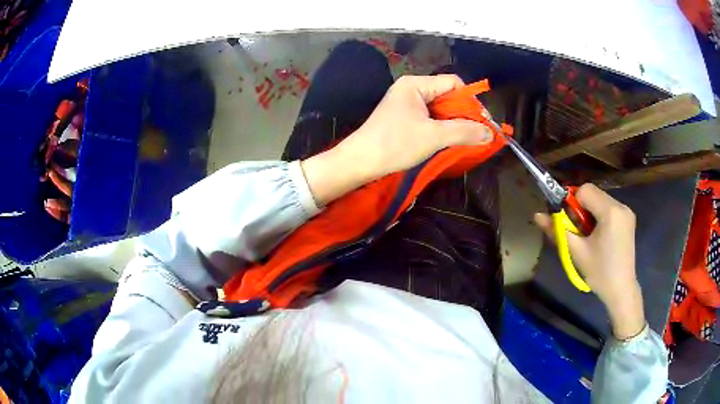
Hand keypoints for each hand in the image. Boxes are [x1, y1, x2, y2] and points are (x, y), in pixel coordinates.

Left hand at [301, 75, 492, 205]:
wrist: (360, 162)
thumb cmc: (395, 144)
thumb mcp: (433, 136)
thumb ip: (464, 132)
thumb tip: (491, 133)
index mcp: (416, 84)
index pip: (453, 83)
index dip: (470, 101)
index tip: (483, 122)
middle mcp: (411, 90)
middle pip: (447, 96)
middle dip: (463, 115)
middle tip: (478, 134)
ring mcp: (406, 105)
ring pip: (440, 110)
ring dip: (454, 124)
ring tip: (466, 141)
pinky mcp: (403, 120)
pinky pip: (430, 120)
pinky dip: (442, 130)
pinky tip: (450, 143)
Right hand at [534, 183, 645, 339]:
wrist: (621, 289)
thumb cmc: (599, 272)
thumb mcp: (576, 252)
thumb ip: (557, 230)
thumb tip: (537, 215)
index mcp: (610, 212)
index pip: (585, 190)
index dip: (573, 203)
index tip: (571, 223)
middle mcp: (621, 205)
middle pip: (593, 193)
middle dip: (581, 208)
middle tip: (579, 232)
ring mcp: (627, 211)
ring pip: (600, 199)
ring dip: (590, 212)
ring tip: (590, 235)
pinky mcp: (629, 218)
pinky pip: (609, 207)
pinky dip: (600, 215)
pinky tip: (600, 235)